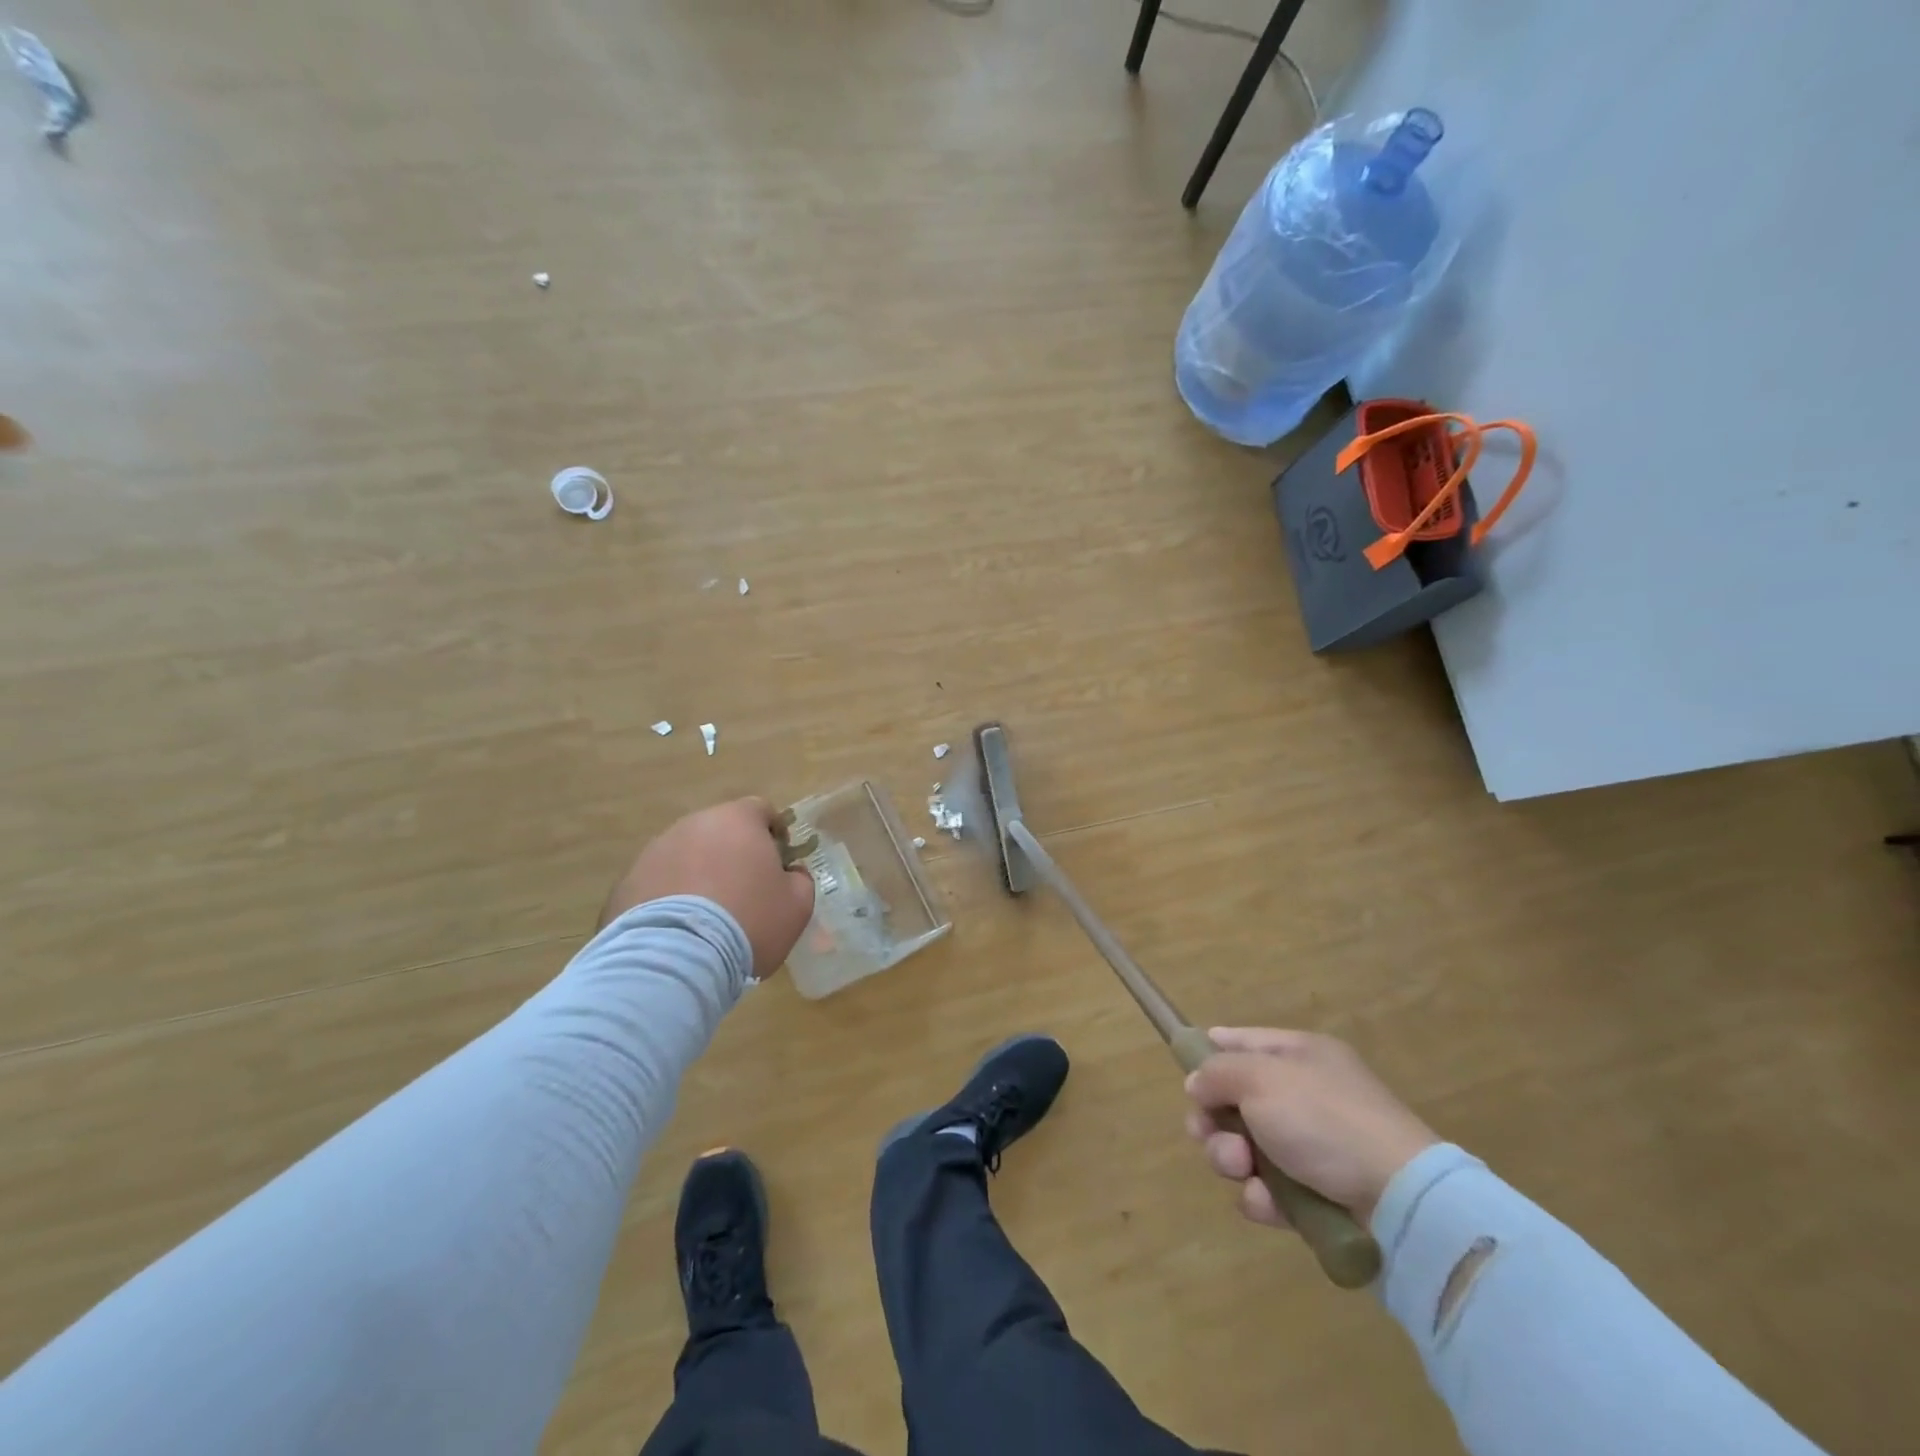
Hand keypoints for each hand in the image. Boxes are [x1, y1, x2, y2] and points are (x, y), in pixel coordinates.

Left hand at [598, 798, 815, 978]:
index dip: (773, 834)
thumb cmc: (748, 922)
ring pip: (685, 856)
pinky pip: (657, 885)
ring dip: (698, 876)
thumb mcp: (796, 906)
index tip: (778, 864)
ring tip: (707, 918)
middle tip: (744, 893)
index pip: (761, 810)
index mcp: (736, 820)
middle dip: (732, 855)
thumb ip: (800, 879)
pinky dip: (669, 899)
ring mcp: (654, 852)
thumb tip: (790, 873)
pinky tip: (678, 933)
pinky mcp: (625, 884)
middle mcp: (692, 825)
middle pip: (720, 832)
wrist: (675, 960)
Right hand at [1184, 1028, 1438, 1228]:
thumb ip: (1217, 1072)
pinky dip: (1261, 1197)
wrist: (1401, 1201)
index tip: (1187, 1076)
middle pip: (1234, 1100)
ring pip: (1244, 1148)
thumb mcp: (1260, 1078)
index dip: (1208, 1053)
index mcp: (1298, 1055)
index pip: (1240, 1041)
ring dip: (1231, 1159)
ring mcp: (1312, 1147)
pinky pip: (1269, 1190)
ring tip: (1243, 1167)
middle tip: (1207, 1132)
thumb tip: (1197, 1084)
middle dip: (1212, 1119)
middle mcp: (1304, 1095)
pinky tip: (1267, 1201)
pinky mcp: (1317, 1196)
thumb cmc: (1324, 1119)